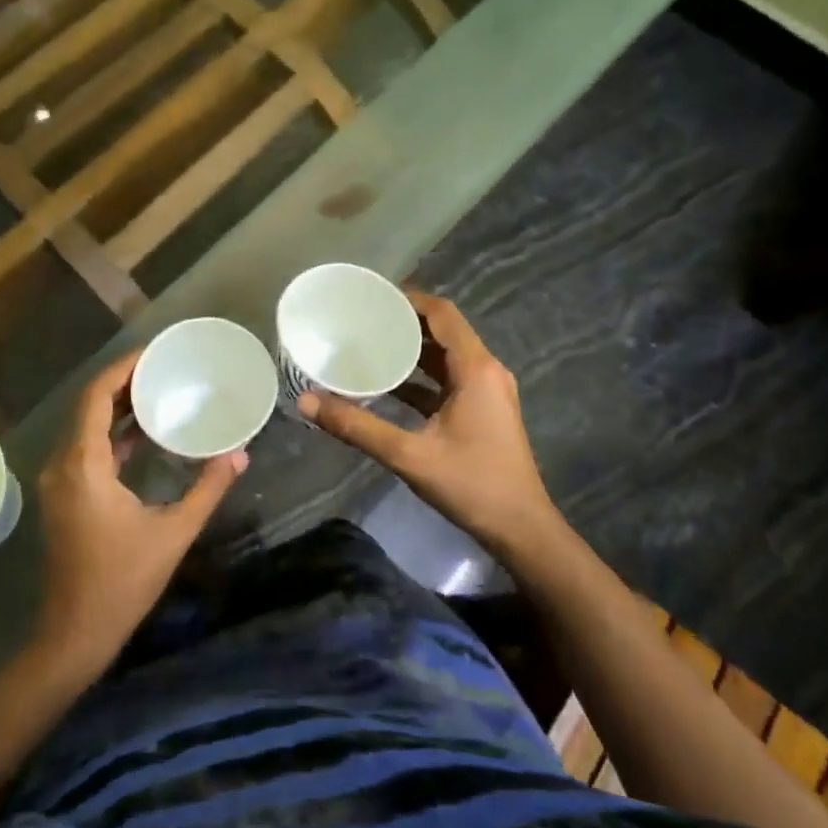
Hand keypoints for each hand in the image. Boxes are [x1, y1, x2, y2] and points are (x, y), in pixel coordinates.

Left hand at [34, 348, 245, 665]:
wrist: (75, 632)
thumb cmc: (123, 582)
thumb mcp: (173, 533)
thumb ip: (207, 489)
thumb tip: (240, 455)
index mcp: (83, 465)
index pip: (96, 397)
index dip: (123, 369)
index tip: (154, 352)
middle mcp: (62, 463)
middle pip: (88, 405)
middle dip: (123, 382)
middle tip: (163, 367)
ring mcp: (58, 480)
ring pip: (85, 426)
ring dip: (117, 406)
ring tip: (157, 390)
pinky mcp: (64, 494)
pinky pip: (85, 448)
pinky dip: (111, 433)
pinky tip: (143, 432)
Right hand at [299, 292, 556, 557]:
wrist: (521, 530)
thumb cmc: (471, 485)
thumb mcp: (408, 455)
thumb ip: (356, 426)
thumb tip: (306, 401)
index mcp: (475, 369)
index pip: (442, 314)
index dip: (408, 299)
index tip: (370, 297)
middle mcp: (485, 370)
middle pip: (443, 330)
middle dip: (403, 322)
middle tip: (360, 319)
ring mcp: (486, 391)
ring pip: (445, 356)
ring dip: (411, 349)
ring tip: (368, 343)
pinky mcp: (483, 409)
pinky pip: (447, 379)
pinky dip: (420, 376)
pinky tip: (386, 384)